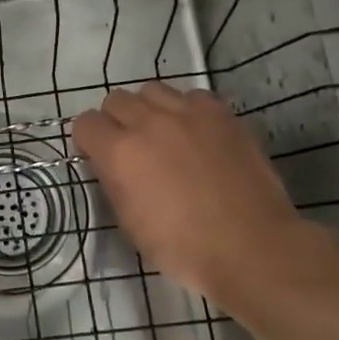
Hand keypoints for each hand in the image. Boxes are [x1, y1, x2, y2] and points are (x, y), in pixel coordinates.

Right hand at [72, 83, 307, 299]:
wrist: (253, 248)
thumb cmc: (184, 248)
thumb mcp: (130, 222)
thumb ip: (114, 181)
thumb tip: (112, 164)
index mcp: (119, 153)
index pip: (85, 123)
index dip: (89, 141)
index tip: (99, 157)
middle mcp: (148, 122)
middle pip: (115, 100)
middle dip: (116, 121)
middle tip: (132, 147)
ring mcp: (188, 113)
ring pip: (152, 90)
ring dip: (150, 109)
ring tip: (164, 134)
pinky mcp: (221, 114)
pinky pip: (192, 96)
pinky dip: (188, 110)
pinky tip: (197, 134)